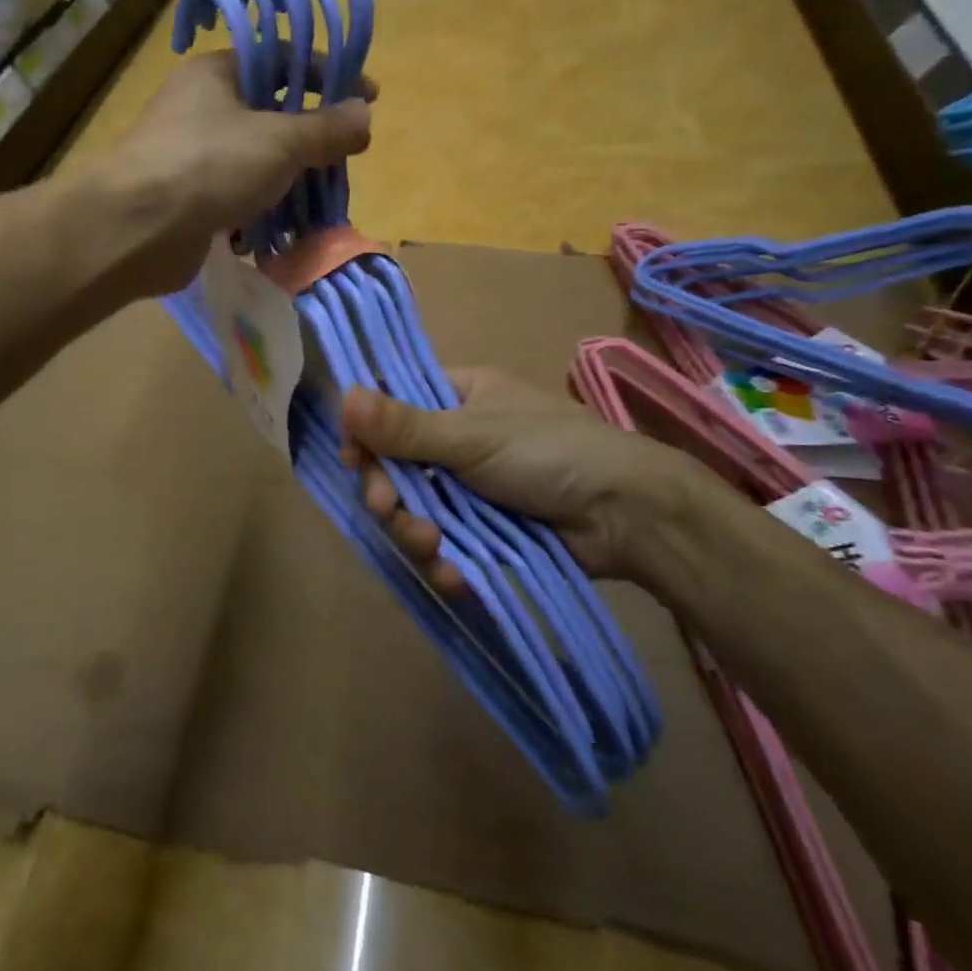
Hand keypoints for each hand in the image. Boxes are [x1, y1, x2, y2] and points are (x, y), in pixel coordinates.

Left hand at [98, 52, 373, 296]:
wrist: (137, 229)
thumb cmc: (209, 165)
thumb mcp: (279, 141)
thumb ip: (326, 129)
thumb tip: (365, 115)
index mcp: (217, 73)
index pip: (283, 58)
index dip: (328, 74)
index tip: (368, 97)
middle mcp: (201, 108)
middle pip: (270, 113)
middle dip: (311, 137)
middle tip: (345, 157)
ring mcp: (191, 156)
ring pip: (255, 161)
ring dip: (288, 181)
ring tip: (321, 199)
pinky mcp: (188, 200)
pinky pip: (236, 199)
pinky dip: (260, 212)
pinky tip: (281, 229)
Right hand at [339, 367, 716, 592]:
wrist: (628, 515)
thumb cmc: (549, 452)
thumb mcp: (472, 436)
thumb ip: (405, 426)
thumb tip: (343, 396)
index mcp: (458, 396)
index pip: (393, 406)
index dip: (367, 434)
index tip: (352, 460)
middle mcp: (458, 439)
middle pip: (397, 465)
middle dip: (388, 493)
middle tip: (387, 509)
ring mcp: (472, 488)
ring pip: (417, 509)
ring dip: (413, 531)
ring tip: (431, 546)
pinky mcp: (486, 532)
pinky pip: (445, 544)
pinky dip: (442, 560)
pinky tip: (451, 574)